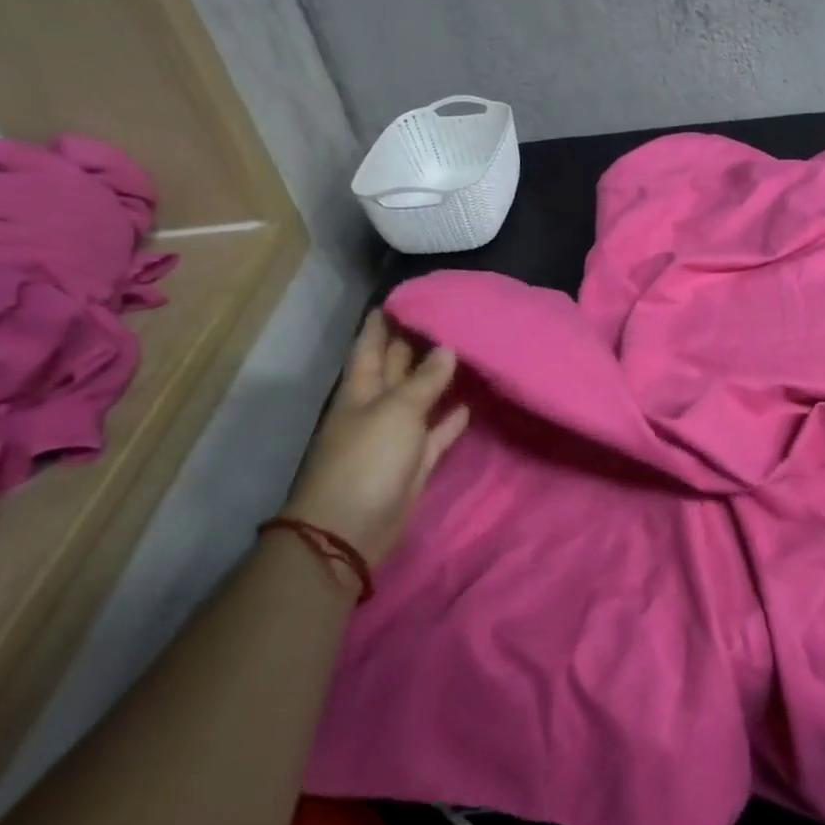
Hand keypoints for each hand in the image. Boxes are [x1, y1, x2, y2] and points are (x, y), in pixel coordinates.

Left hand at [281, 310, 469, 564]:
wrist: (352, 528)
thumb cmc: (367, 460)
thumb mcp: (396, 411)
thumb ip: (425, 381)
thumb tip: (447, 348)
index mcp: (361, 391)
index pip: (370, 346)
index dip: (382, 322)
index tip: (403, 296)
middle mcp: (377, 407)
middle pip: (396, 368)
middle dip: (415, 343)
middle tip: (446, 314)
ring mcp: (396, 435)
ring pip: (421, 397)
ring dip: (439, 377)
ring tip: (467, 349)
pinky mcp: (416, 460)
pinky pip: (438, 430)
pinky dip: (453, 417)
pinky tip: (473, 400)